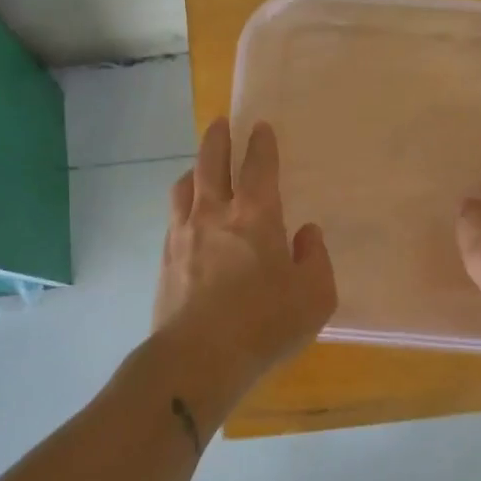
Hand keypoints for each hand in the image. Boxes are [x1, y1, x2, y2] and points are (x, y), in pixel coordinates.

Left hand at [152, 118, 336, 385]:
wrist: (198, 357)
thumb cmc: (265, 324)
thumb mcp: (314, 296)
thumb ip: (315, 258)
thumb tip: (306, 234)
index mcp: (256, 216)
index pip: (258, 167)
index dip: (261, 144)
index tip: (260, 127)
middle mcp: (215, 214)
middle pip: (212, 163)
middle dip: (218, 139)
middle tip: (219, 123)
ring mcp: (184, 234)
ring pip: (185, 186)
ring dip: (195, 168)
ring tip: (200, 166)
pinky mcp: (166, 258)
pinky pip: (173, 216)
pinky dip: (182, 202)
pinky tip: (186, 214)